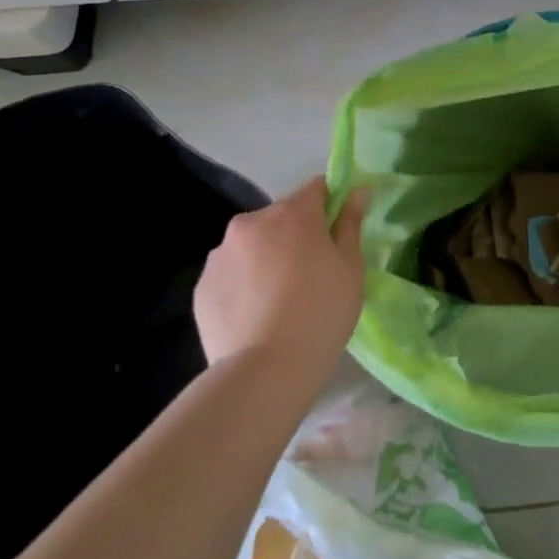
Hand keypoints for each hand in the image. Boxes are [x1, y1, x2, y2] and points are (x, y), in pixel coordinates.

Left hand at [193, 177, 367, 392]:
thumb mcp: (350, 268)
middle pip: (280, 218)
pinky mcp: (202, 286)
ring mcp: (221, 254)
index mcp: (292, 214)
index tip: (336, 234)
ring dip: (266, 259)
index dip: (330, 206)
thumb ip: (350, 223)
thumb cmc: (321, 313)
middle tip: (310, 275)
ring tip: (279, 301)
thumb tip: (357, 191)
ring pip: (252, 246)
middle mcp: (251, 223)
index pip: (316, 189)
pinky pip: (231, 275)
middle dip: (295, 236)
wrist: (266, 370)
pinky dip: (244, 285)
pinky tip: (256, 316)